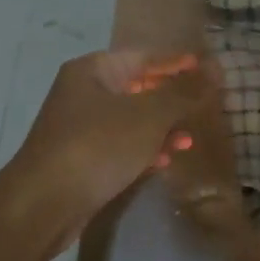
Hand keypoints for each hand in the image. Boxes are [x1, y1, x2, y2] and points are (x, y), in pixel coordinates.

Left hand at [2, 51, 214, 260]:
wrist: (43, 204)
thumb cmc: (98, 146)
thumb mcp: (149, 116)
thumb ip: (184, 92)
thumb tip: (216, 68)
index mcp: (94, 70)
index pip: (144, 56)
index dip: (178, 62)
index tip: (210, 70)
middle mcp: (83, 92)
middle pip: (136, 86)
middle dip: (171, 97)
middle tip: (205, 106)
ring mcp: (79, 127)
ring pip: (130, 119)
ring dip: (161, 127)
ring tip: (190, 139)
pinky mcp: (80, 158)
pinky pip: (119, 145)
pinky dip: (142, 148)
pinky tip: (164, 160)